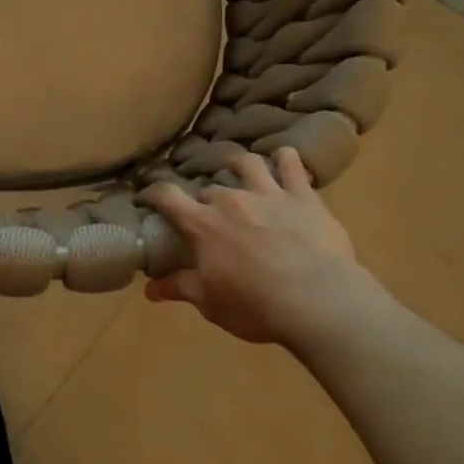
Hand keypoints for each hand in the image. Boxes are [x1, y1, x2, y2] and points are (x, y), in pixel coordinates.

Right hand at [139, 148, 369, 350]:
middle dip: (202, 196)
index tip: (146, 196)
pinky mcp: (302, 195)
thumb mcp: (210, 303)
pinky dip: (285, 158)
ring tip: (235, 167)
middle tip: (205, 209)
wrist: (317, 301)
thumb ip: (179, 288)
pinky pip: (291, 165)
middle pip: (208, 187)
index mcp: (202, 224)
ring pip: (246, 163)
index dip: (152, 192)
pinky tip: (283, 157)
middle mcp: (230, 199)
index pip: (166, 196)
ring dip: (237, 163)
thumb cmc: (256, 306)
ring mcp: (268, 193)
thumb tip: (149, 289)